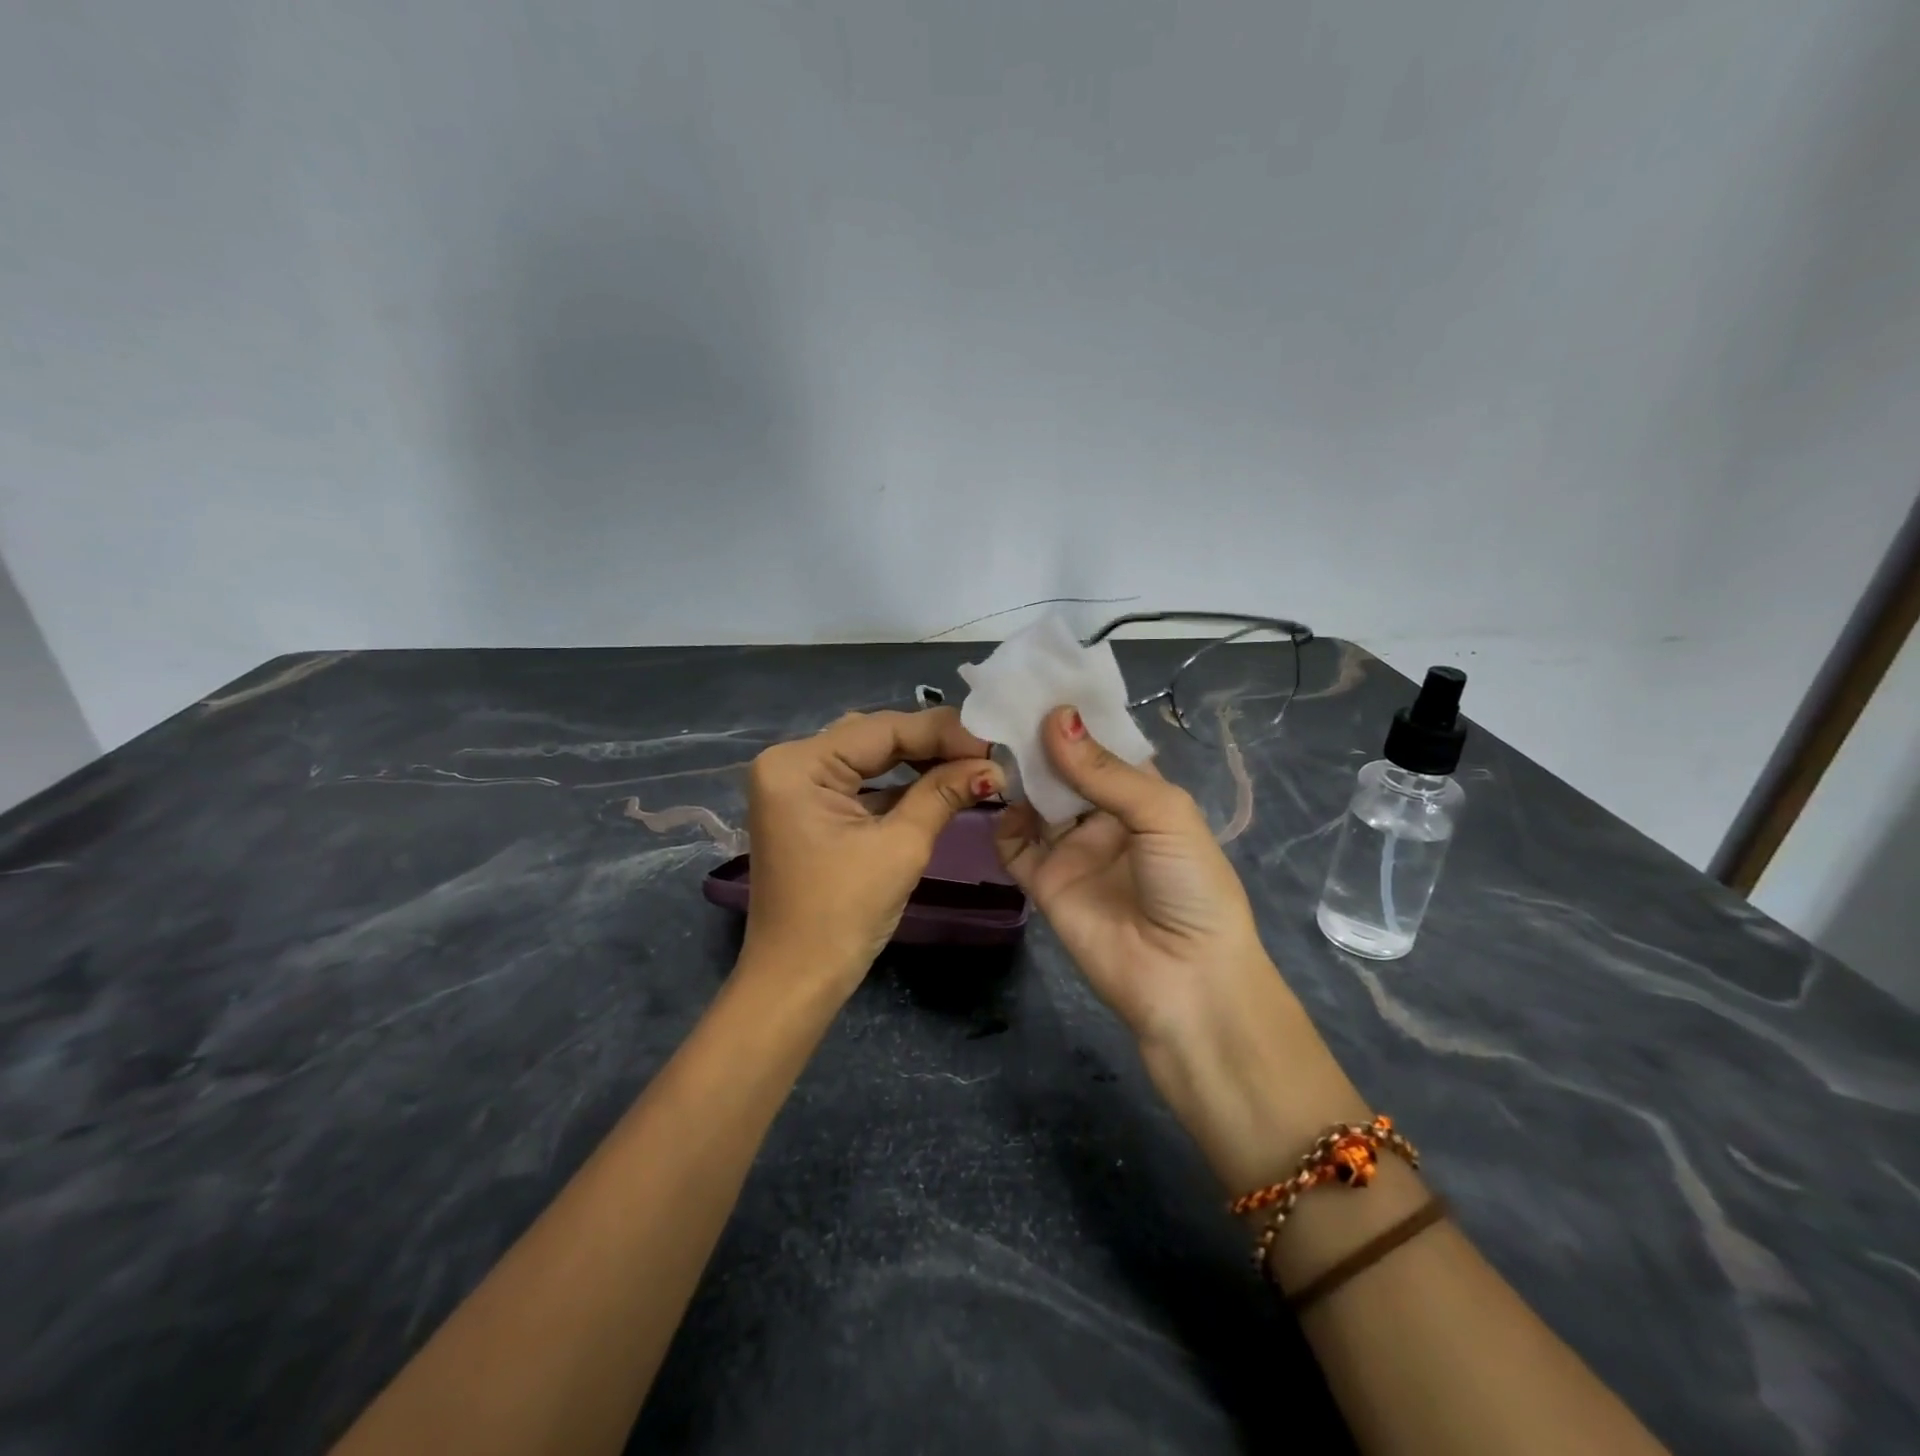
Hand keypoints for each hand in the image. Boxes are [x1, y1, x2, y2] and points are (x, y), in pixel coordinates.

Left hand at [740, 708, 1002, 995]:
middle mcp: (788, 762)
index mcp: (797, 765)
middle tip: (987, 750)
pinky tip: (939, 781)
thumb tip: (993, 765)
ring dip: (918, 761)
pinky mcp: (807, 807)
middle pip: (873, 737)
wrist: (796, 981)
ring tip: (971, 763)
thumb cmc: (843, 916)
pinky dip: (897, 783)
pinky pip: (858, 782)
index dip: (943, 731)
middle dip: (932, 743)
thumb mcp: (900, 848)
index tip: (994, 739)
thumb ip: (944, 793)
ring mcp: (794, 785)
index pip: (882, 729)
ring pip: (868, 756)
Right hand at [995, 706, 1361, 1191]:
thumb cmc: (1190, 887)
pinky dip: (1003, 821)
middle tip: (1003, 704)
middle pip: (1064, 768)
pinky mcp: (1044, 881)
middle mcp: (1104, 816)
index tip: (1040, 680)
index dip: (1077, 715)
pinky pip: (1015, 844)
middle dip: (1040, 739)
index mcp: (1143, 794)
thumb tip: (1054, 717)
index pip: (1104, 744)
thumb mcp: (1163, 815)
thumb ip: (1104, 770)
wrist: (1184, 981)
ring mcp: (1072, 848)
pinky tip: (998, 800)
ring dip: (1019, 774)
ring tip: (992, 742)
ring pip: (1036, 800)